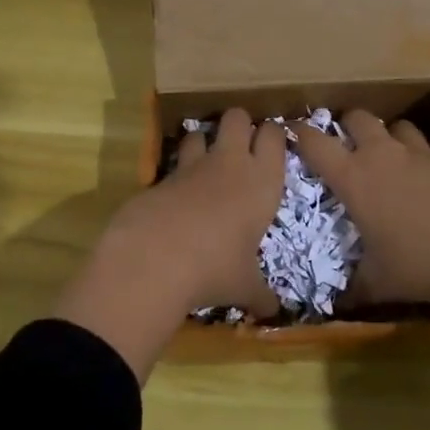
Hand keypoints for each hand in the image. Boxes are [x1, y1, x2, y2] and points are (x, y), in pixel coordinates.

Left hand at [54, 109, 285, 379]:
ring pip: (201, 132)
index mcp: (262, 182)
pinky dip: (176, 172)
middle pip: (237, 116)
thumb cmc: (216, 269)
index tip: (272, 145)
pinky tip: (177, 194)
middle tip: (241, 145)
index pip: (275, 136)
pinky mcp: (159, 177)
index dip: (273, 135)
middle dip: (239, 123)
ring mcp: (191, 166)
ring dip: (204, 141)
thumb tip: (274, 313)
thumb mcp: (245, 286)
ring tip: (205, 162)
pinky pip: (172, 163)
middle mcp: (230, 163)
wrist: (155, 260)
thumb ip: (261, 295)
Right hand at [289, 111, 429, 313]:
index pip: (315, 143)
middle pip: (357, 118)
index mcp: (354, 179)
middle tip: (344, 144)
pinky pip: (426, 147)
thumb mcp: (378, 283)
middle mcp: (382, 156)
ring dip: (386, 135)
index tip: (293, 133)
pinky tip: (422, 177)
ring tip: (386, 155)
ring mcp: (418, 154)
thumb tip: (338, 304)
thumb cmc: (418, 264)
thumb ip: (354, 288)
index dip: (299, 134)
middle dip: (346, 125)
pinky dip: (418, 155)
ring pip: (396, 125)